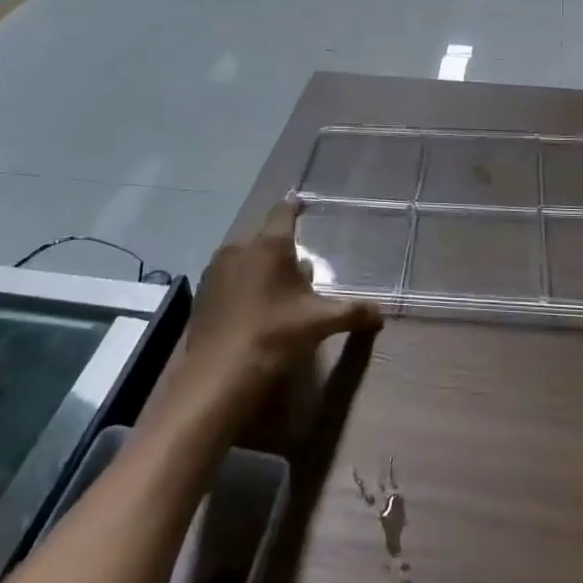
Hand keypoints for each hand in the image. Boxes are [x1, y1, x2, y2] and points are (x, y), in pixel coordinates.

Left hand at [175, 198, 382, 421]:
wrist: (217, 376)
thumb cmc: (274, 337)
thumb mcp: (319, 323)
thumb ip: (352, 312)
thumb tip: (380, 313)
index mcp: (269, 245)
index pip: (283, 212)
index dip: (295, 208)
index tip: (302, 206)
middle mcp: (239, 248)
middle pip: (265, 238)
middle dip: (281, 249)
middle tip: (299, 270)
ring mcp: (215, 270)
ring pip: (244, 258)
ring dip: (260, 267)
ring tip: (276, 293)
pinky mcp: (201, 293)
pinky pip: (228, 278)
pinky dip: (241, 285)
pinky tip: (250, 311)